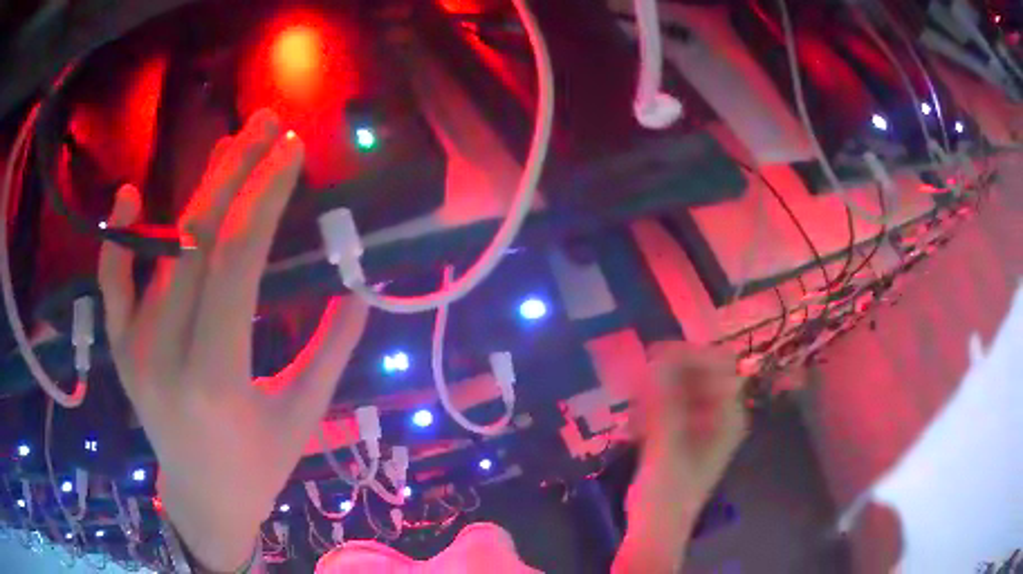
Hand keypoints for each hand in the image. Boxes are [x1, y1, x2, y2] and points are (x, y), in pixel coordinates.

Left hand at [98, 109, 368, 570]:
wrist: (202, 499)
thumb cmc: (259, 467)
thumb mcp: (304, 414)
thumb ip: (331, 347)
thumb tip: (358, 284)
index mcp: (217, 378)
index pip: (237, 261)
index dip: (266, 196)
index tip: (292, 151)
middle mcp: (166, 355)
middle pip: (197, 241)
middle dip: (236, 172)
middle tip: (267, 124)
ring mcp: (135, 350)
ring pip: (162, 251)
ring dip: (198, 191)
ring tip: (232, 145)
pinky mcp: (120, 350)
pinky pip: (112, 286)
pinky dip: (117, 240)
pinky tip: (130, 196)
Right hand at [635, 342, 746, 501]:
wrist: (656, 527)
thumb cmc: (667, 491)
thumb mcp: (667, 446)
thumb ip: (665, 402)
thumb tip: (658, 359)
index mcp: (729, 415)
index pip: (719, 365)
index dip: (690, 355)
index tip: (654, 354)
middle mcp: (720, 414)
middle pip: (698, 374)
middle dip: (667, 374)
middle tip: (636, 379)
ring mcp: (701, 424)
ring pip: (679, 389)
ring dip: (655, 392)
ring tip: (633, 409)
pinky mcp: (682, 434)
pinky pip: (667, 406)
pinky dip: (650, 409)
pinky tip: (633, 426)